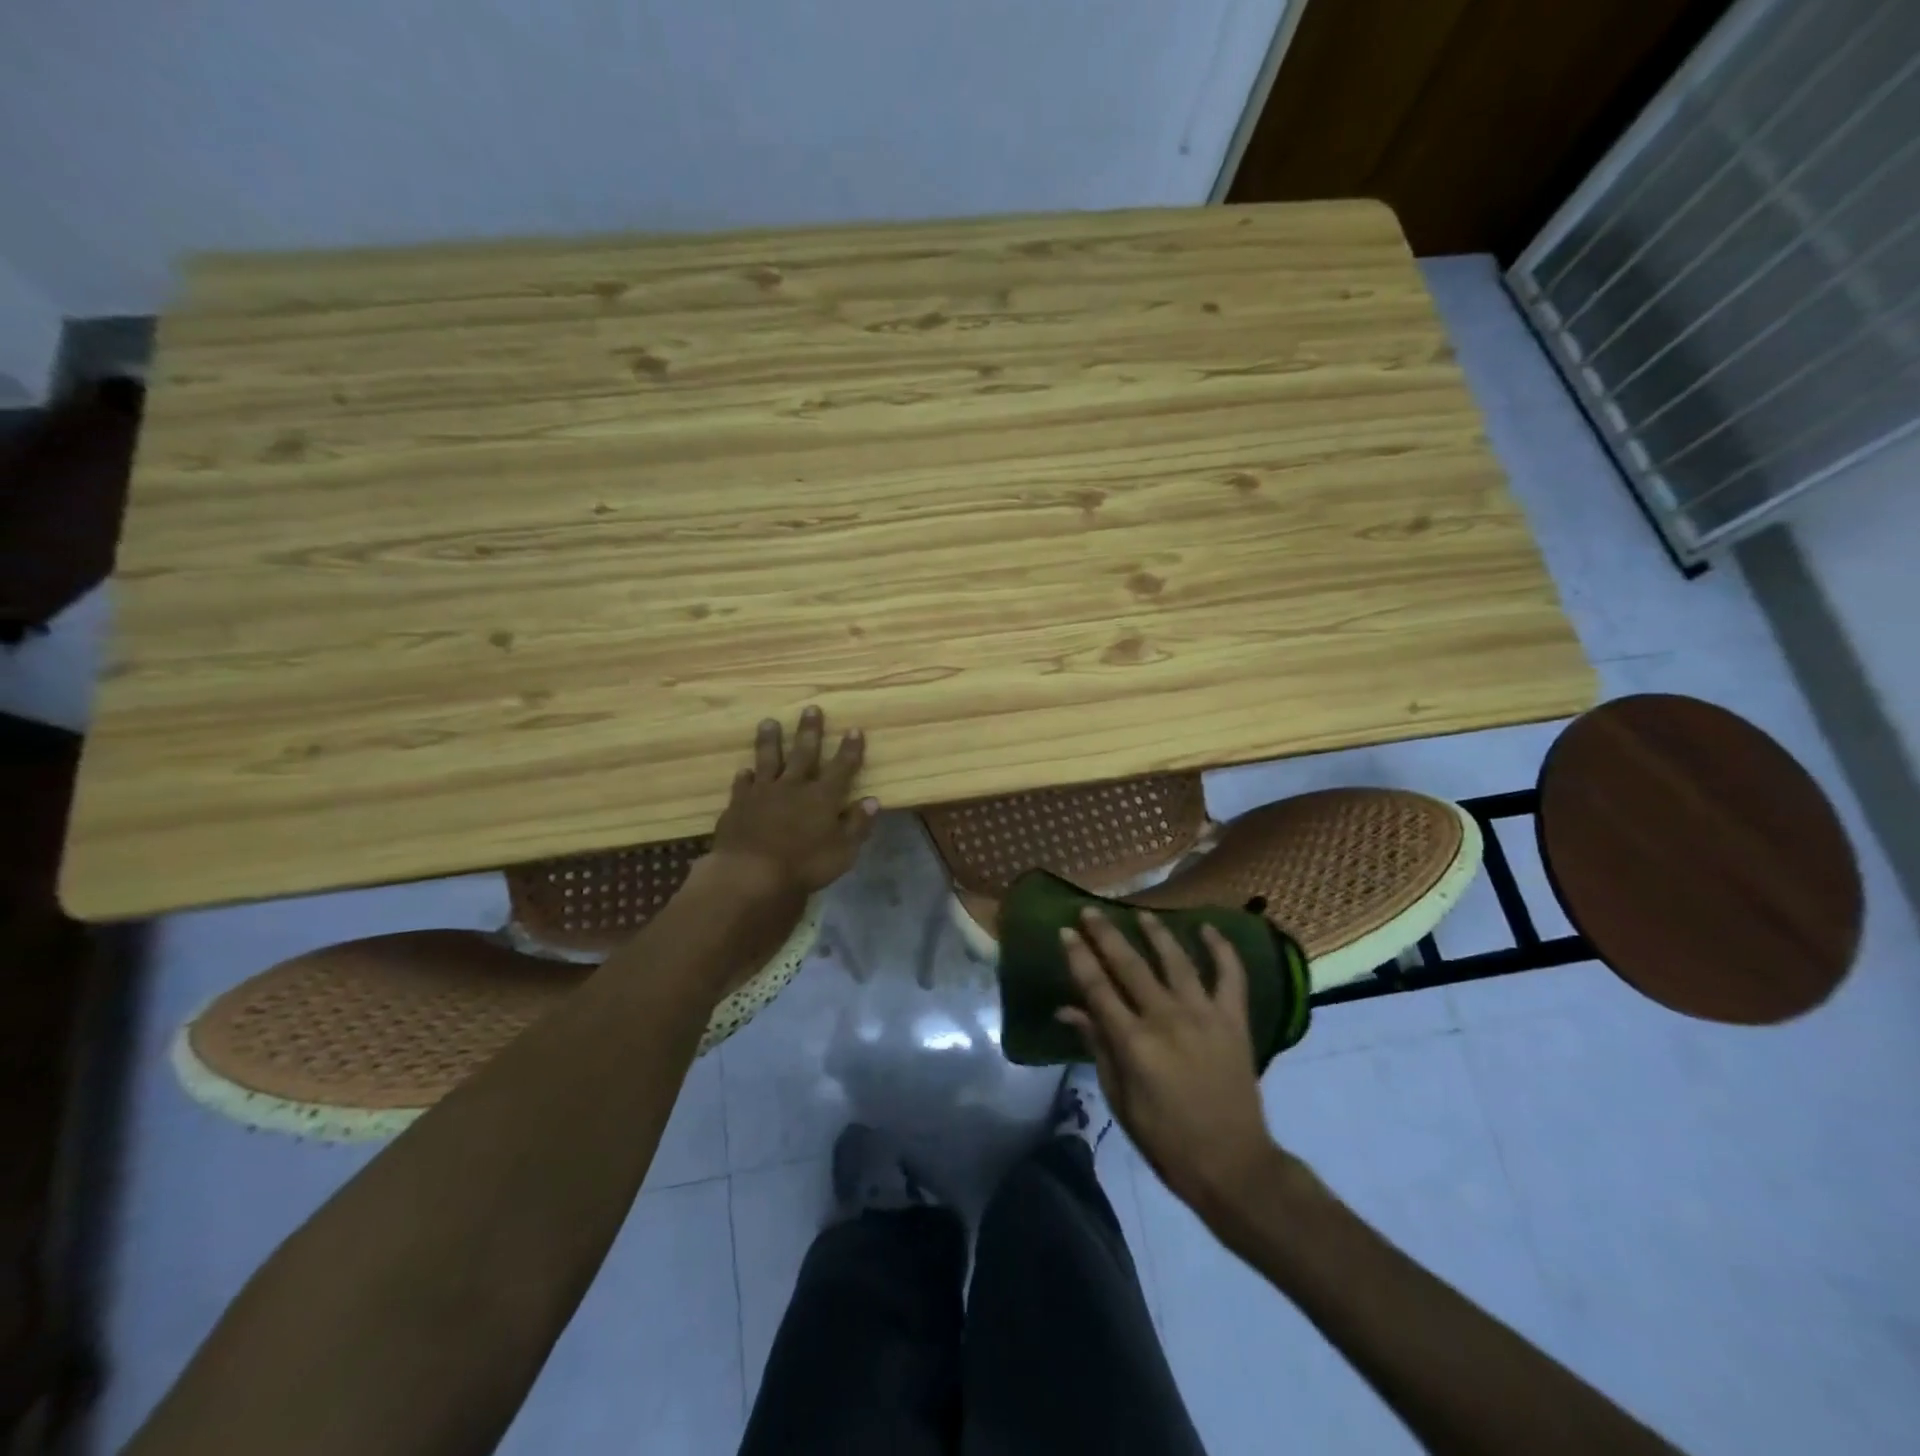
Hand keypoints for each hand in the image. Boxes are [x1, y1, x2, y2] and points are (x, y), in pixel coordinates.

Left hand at [705, 707, 877, 902]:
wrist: (751, 874)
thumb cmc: (804, 866)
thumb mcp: (843, 851)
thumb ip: (857, 824)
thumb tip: (872, 800)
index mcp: (823, 797)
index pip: (841, 767)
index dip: (849, 749)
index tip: (854, 729)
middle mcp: (793, 787)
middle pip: (803, 753)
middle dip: (809, 731)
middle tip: (810, 708)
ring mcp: (763, 794)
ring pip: (768, 760)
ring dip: (770, 740)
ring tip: (768, 722)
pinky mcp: (738, 805)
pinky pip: (742, 785)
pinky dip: (744, 777)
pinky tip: (743, 771)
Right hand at [1059, 909, 1278, 1221]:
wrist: (1232, 1164)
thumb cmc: (1165, 1139)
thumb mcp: (1119, 1098)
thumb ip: (1097, 1046)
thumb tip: (1068, 1009)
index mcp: (1134, 1042)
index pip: (1097, 987)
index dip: (1079, 957)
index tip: (1066, 931)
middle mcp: (1166, 1018)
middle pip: (1130, 965)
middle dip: (1107, 934)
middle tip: (1091, 910)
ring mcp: (1204, 1015)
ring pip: (1176, 960)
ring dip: (1156, 932)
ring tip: (1141, 913)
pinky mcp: (1234, 1021)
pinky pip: (1230, 976)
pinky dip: (1222, 949)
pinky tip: (1208, 928)